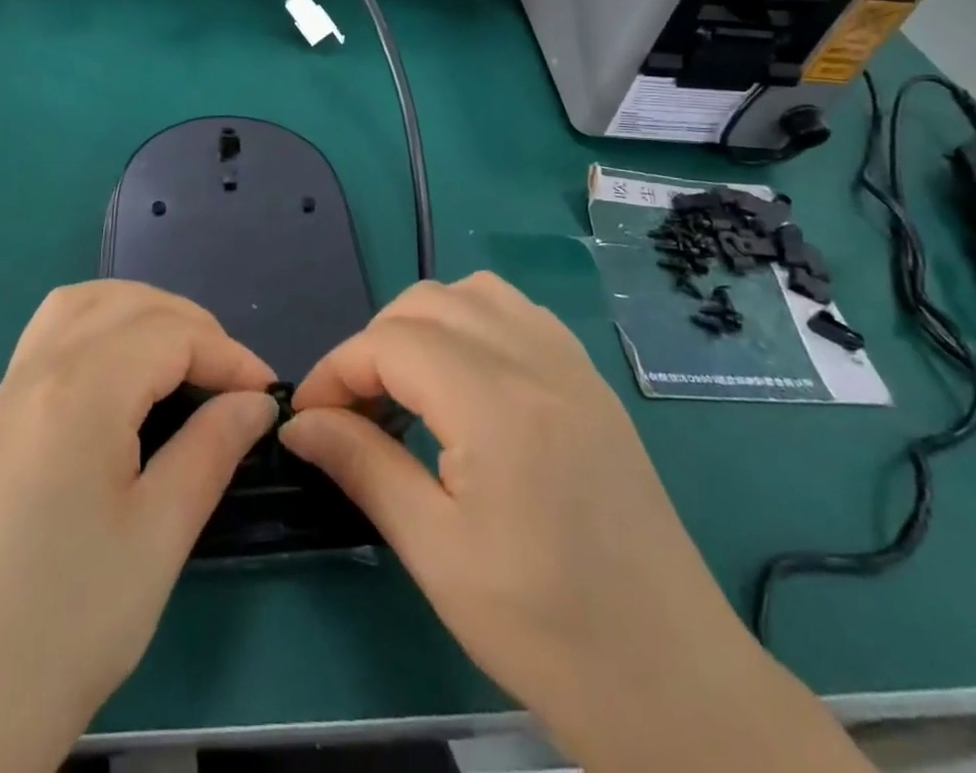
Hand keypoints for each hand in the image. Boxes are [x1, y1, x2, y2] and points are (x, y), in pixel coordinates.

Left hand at [0, 281, 276, 772]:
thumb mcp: (160, 533)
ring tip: (183, 359)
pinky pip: (53, 330)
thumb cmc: (69, 619)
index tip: (269, 395)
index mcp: (82, 387)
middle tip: (233, 381)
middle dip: (193, 326)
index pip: (173, 334)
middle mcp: (41, 366)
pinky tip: (122, 371)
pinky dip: (100, 324)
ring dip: (142, 312)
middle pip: (130, 304)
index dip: (230, 356)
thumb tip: (257, 402)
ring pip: (84, 303)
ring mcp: (10, 388)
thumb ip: (213, 447)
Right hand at [281, 273, 866, 772]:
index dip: (336, 370)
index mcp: (496, 403)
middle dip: (374, 343)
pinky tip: (466, 378)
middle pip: (426, 302)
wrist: (676, 683)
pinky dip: (473, 322)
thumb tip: (300, 423)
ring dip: (424, 322)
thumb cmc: (547, 630)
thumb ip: (362, 467)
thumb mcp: (436, 554)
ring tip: (406, 385)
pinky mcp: (590, 381)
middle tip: (354, 408)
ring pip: (474, 292)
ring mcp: (571, 364)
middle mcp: (535, 361)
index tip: (308, 417)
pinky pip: (517, 312)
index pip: (389, 343)